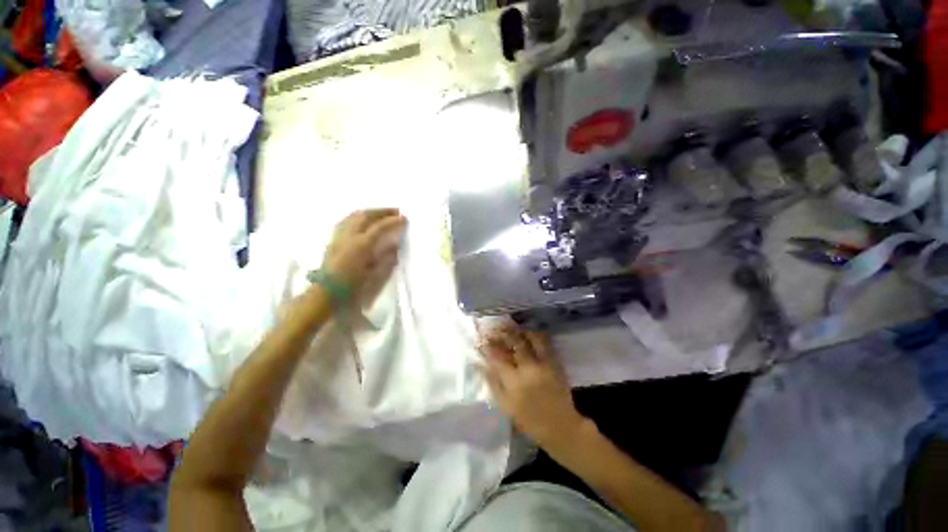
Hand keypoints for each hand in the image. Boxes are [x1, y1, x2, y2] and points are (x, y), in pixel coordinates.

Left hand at [321, 209, 405, 297]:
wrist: (327, 294)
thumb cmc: (353, 287)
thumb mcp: (375, 275)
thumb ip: (386, 258)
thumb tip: (395, 245)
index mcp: (361, 245)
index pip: (380, 227)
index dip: (393, 221)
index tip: (405, 218)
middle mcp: (349, 236)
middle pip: (366, 215)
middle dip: (382, 211)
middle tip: (396, 211)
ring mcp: (339, 236)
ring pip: (354, 215)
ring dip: (370, 212)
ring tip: (381, 214)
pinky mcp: (333, 239)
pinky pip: (346, 221)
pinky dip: (358, 217)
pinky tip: (363, 221)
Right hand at [482, 326, 588, 449]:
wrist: (560, 426)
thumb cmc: (529, 420)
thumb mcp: (505, 406)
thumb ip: (492, 383)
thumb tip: (480, 364)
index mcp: (514, 381)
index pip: (497, 356)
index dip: (488, 345)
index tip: (483, 339)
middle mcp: (528, 368)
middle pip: (514, 342)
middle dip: (503, 332)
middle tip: (496, 329)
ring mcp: (544, 363)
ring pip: (531, 338)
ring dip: (520, 331)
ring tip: (512, 328)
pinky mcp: (555, 363)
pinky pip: (545, 343)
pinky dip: (535, 336)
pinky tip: (528, 334)